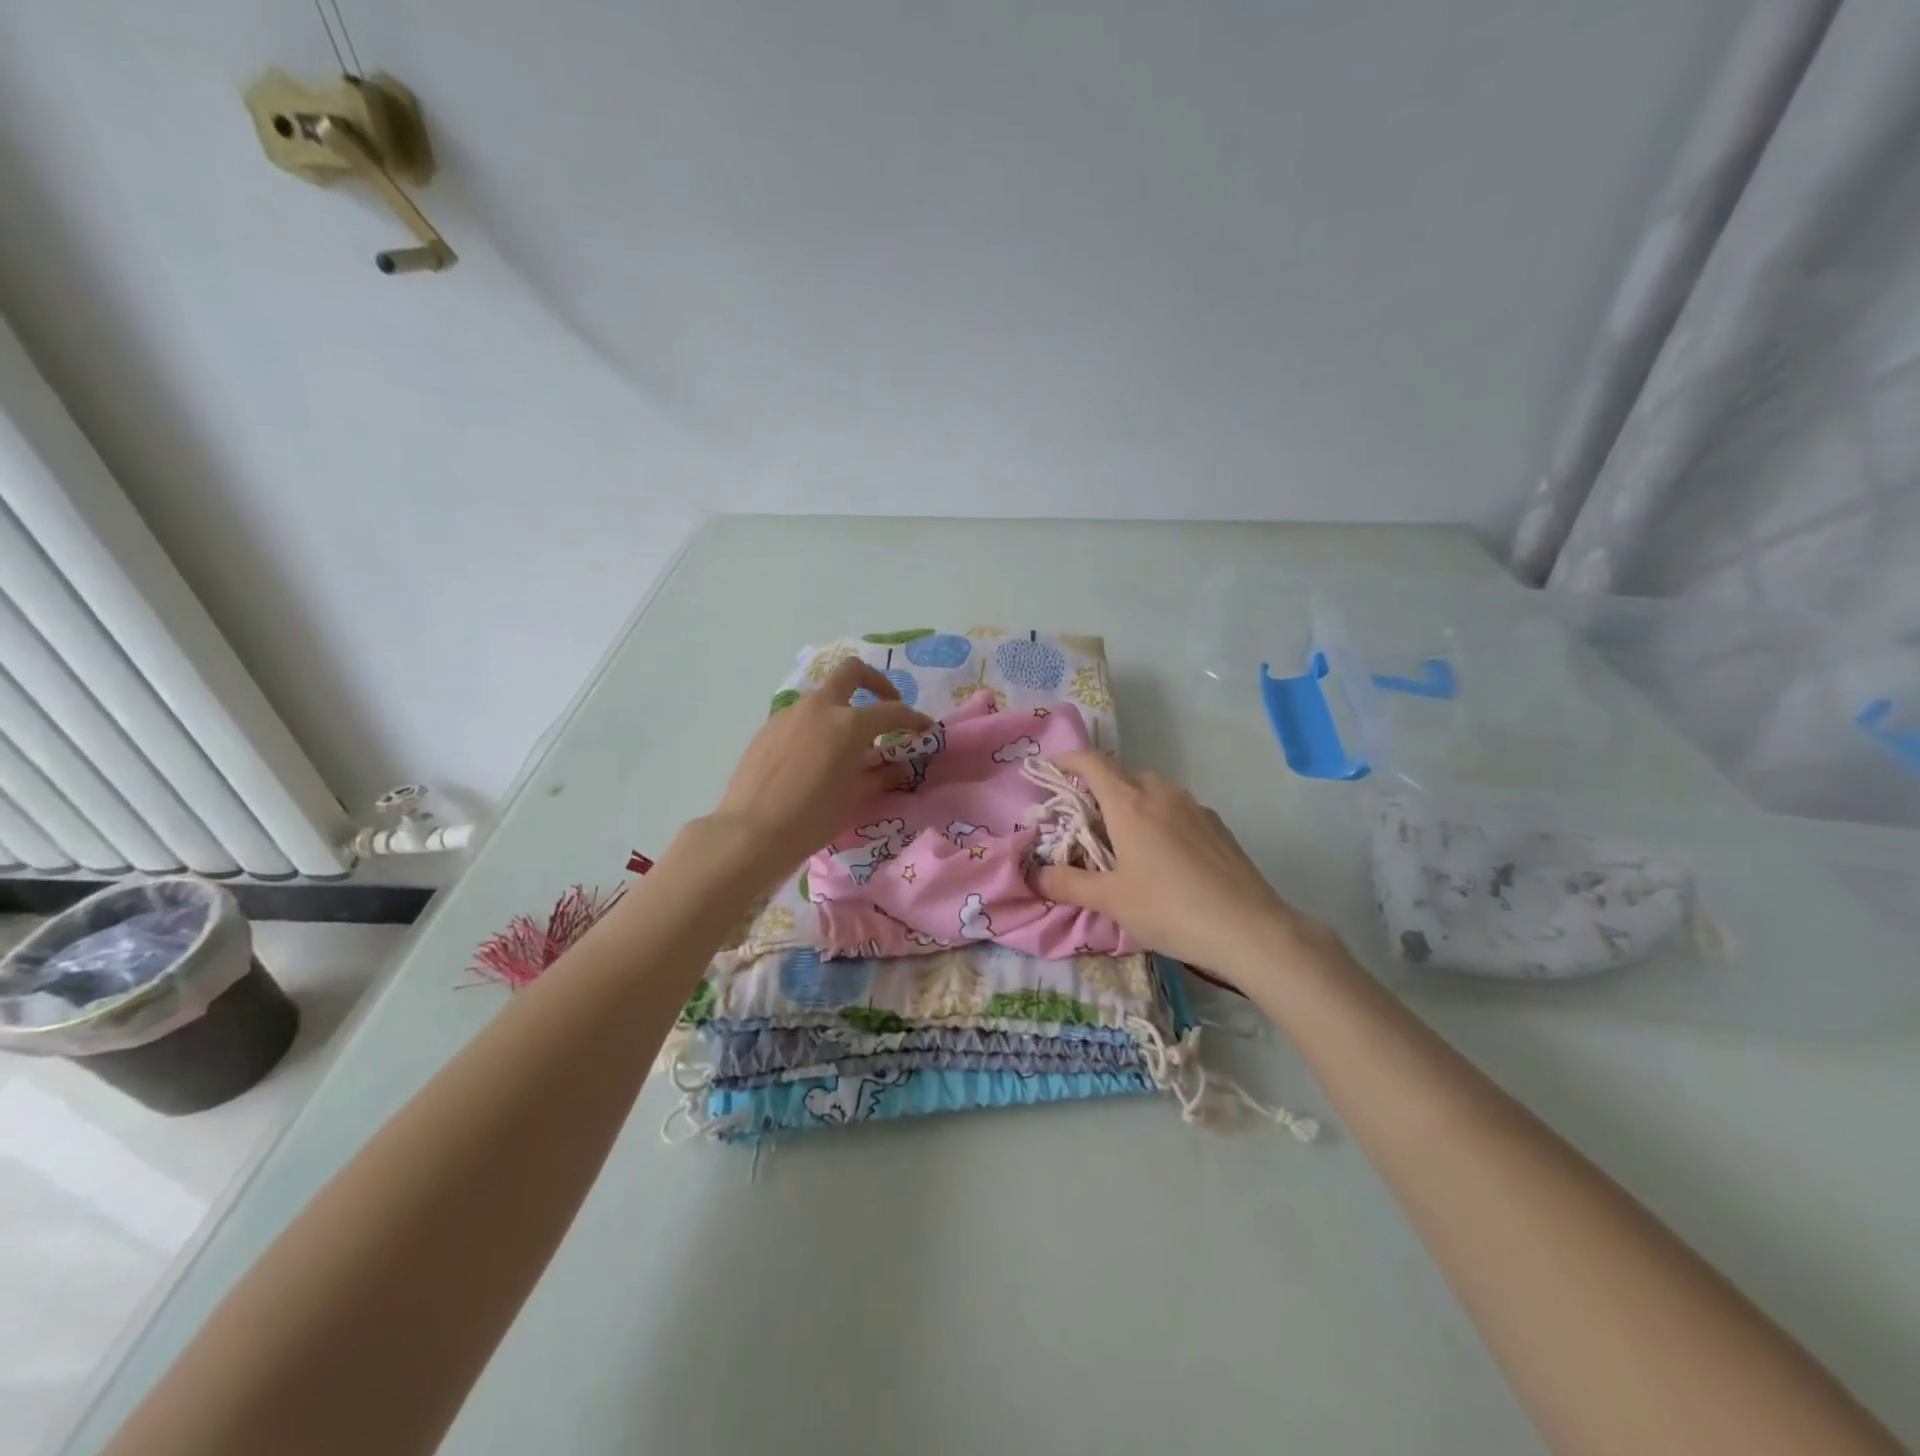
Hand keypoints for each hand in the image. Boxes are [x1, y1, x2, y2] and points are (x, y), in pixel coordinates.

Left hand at [704, 658, 930, 879]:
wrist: (752, 833)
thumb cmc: (813, 818)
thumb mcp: (857, 799)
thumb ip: (882, 775)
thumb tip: (898, 766)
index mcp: (849, 724)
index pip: (892, 712)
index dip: (914, 719)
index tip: (925, 729)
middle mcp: (820, 708)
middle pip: (853, 672)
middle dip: (876, 683)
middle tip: (886, 707)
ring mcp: (790, 714)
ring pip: (824, 696)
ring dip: (843, 708)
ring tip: (848, 744)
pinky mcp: (768, 728)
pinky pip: (801, 717)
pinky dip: (818, 726)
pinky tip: (816, 757)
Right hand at [1034, 751, 1331, 989]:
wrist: (1249, 929)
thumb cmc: (1170, 909)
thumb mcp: (1111, 901)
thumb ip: (1068, 884)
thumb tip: (1034, 876)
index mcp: (1130, 804)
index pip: (1093, 763)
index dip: (1069, 760)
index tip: (1053, 769)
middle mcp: (1162, 794)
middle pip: (1124, 774)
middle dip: (1100, 787)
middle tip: (1087, 819)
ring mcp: (1195, 808)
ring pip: (1154, 790)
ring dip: (1133, 802)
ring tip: (1126, 839)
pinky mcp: (1218, 826)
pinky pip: (1178, 808)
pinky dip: (1161, 817)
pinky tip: (1165, 856)